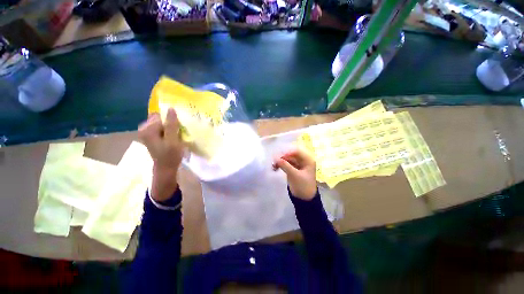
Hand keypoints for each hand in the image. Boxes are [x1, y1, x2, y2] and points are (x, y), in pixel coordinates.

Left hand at [138, 108, 183, 200]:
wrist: (166, 168)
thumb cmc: (170, 155)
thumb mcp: (173, 140)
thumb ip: (171, 125)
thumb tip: (171, 108)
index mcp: (148, 129)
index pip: (160, 115)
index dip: (170, 118)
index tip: (179, 124)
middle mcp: (144, 129)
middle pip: (160, 118)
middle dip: (171, 122)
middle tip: (179, 130)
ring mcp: (147, 133)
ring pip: (161, 123)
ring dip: (171, 126)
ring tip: (178, 133)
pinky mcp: (152, 136)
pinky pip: (161, 128)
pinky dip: (169, 130)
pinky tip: (175, 136)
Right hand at [273, 148, 316, 200]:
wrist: (305, 199)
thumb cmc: (303, 186)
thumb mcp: (294, 175)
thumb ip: (285, 165)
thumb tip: (275, 158)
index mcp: (308, 160)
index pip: (296, 151)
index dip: (287, 153)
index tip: (278, 158)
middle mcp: (304, 160)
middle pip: (292, 155)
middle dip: (283, 157)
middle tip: (274, 162)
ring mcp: (299, 165)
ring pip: (288, 159)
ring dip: (281, 161)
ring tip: (273, 166)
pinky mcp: (294, 169)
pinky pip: (287, 164)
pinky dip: (281, 165)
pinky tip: (275, 167)